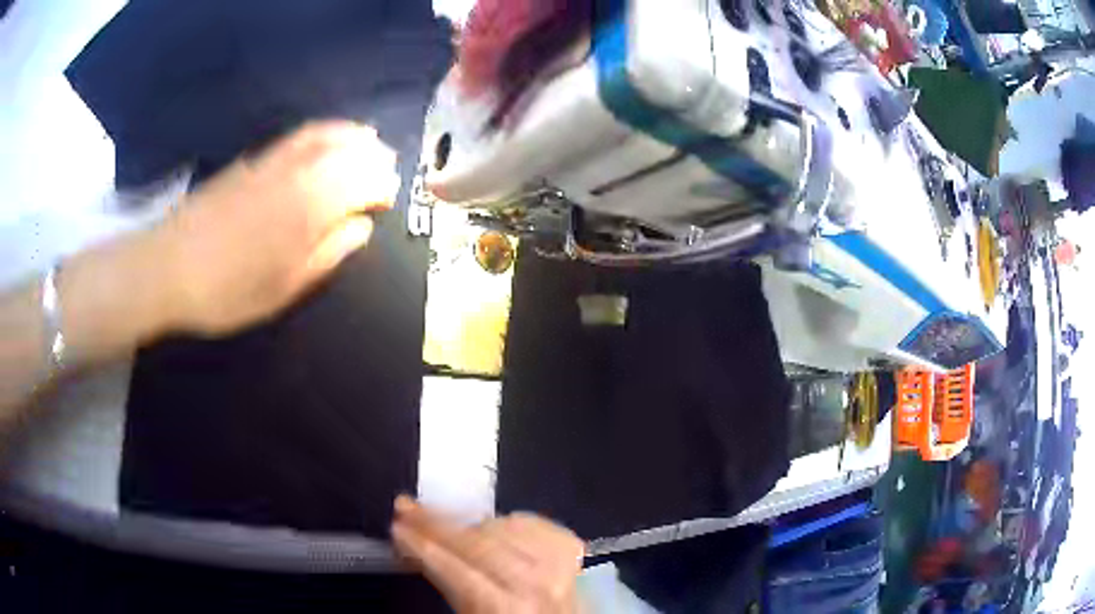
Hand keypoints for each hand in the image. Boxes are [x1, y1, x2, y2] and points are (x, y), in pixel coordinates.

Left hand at [159, 121, 398, 335]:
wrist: (166, 268)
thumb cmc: (224, 292)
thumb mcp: (281, 289)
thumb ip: (325, 255)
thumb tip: (361, 228)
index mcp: (306, 210)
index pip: (360, 184)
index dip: (381, 187)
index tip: (390, 199)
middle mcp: (294, 176)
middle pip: (345, 153)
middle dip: (372, 157)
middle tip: (387, 168)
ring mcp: (269, 164)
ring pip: (321, 136)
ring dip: (350, 135)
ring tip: (367, 140)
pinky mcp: (249, 162)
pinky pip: (296, 137)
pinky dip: (322, 132)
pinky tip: (324, 141)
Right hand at [391, 496, 585, 612]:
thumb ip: (453, 593)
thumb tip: (424, 557)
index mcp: (504, 609)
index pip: (455, 569)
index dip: (422, 545)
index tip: (399, 529)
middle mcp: (535, 586)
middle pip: (478, 542)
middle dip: (436, 523)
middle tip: (407, 508)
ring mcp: (560, 568)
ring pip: (507, 528)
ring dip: (470, 523)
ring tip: (443, 521)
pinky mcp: (575, 558)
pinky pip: (538, 527)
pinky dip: (512, 522)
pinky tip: (494, 525)